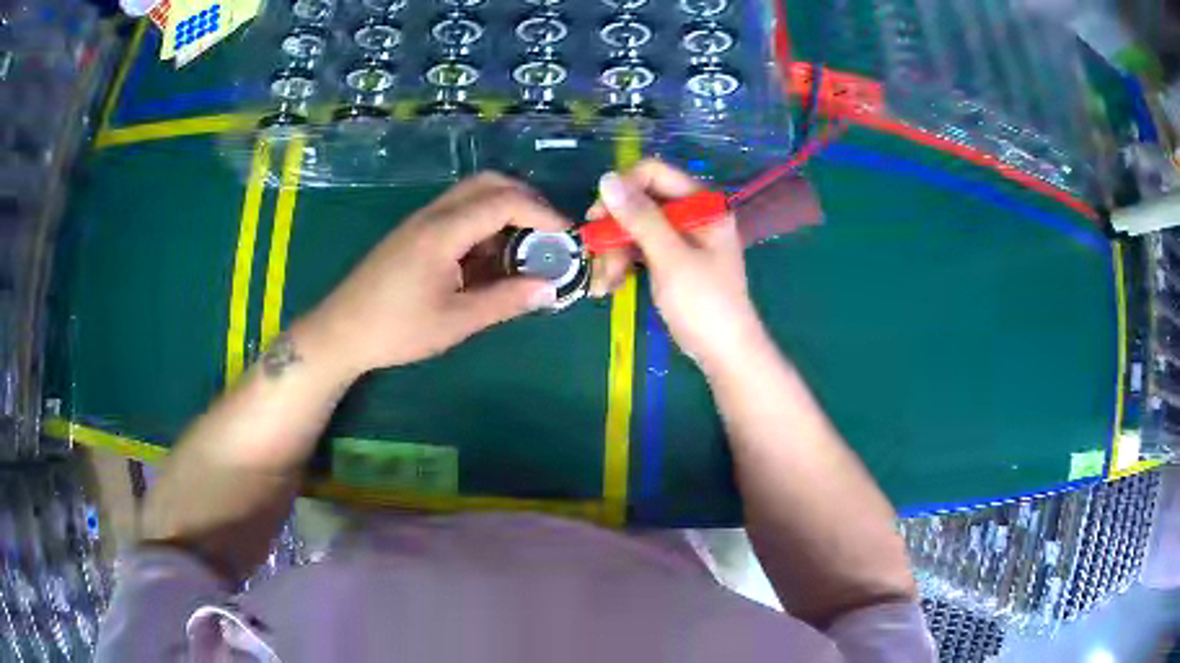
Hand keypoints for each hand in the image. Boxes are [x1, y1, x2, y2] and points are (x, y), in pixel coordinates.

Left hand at [297, 173, 566, 375]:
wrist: (340, 332)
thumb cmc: (396, 330)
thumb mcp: (456, 322)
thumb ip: (506, 301)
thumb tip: (550, 288)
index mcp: (443, 231)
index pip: (504, 201)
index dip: (543, 214)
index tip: (567, 238)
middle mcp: (433, 215)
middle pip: (489, 183)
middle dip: (526, 201)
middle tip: (548, 234)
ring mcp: (421, 221)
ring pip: (473, 195)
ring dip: (504, 212)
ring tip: (523, 250)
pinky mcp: (414, 233)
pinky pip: (458, 213)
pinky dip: (484, 225)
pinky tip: (489, 259)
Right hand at [588, 160, 769, 374]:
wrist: (724, 354)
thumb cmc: (705, 304)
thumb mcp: (670, 258)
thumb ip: (640, 217)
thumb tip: (606, 179)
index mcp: (702, 204)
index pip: (653, 174)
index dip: (622, 190)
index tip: (596, 217)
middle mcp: (691, 214)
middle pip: (640, 204)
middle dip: (614, 231)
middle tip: (594, 256)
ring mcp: (681, 238)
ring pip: (634, 229)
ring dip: (613, 254)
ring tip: (602, 285)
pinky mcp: (671, 260)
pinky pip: (639, 250)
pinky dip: (622, 265)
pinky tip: (608, 288)